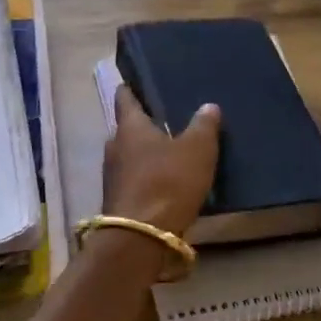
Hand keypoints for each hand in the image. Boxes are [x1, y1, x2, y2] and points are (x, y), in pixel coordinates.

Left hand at [102, 85, 220, 236]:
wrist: (141, 237)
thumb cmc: (168, 182)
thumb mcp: (197, 150)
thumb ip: (203, 127)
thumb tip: (208, 106)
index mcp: (130, 126)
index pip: (125, 98)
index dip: (131, 89)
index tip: (137, 82)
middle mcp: (114, 146)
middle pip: (127, 129)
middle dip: (144, 125)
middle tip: (166, 120)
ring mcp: (111, 175)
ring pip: (129, 156)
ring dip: (145, 154)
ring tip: (169, 152)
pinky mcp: (117, 201)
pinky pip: (133, 180)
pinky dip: (146, 178)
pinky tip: (164, 183)